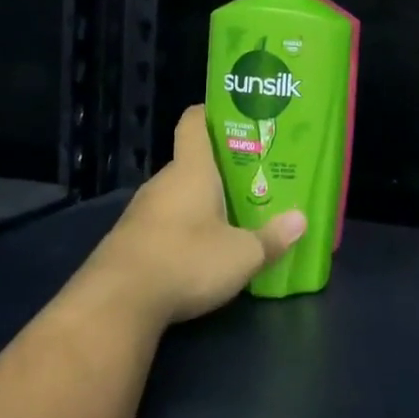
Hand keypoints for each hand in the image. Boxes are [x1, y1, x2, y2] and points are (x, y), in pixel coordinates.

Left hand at [83, 106, 305, 328]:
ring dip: (202, 203)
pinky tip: (202, 252)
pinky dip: (183, 230)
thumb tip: (301, 220)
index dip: (212, 114)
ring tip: (234, 216)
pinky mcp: (129, 241)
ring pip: (178, 195)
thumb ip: (272, 238)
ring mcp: (141, 212)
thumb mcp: (242, 254)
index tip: (237, 119)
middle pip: (192, 163)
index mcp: (191, 170)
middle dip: (221, 170)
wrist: (117, 303)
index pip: (194, 123)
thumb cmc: (186, 261)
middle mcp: (163, 182)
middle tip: (254, 179)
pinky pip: (163, 223)